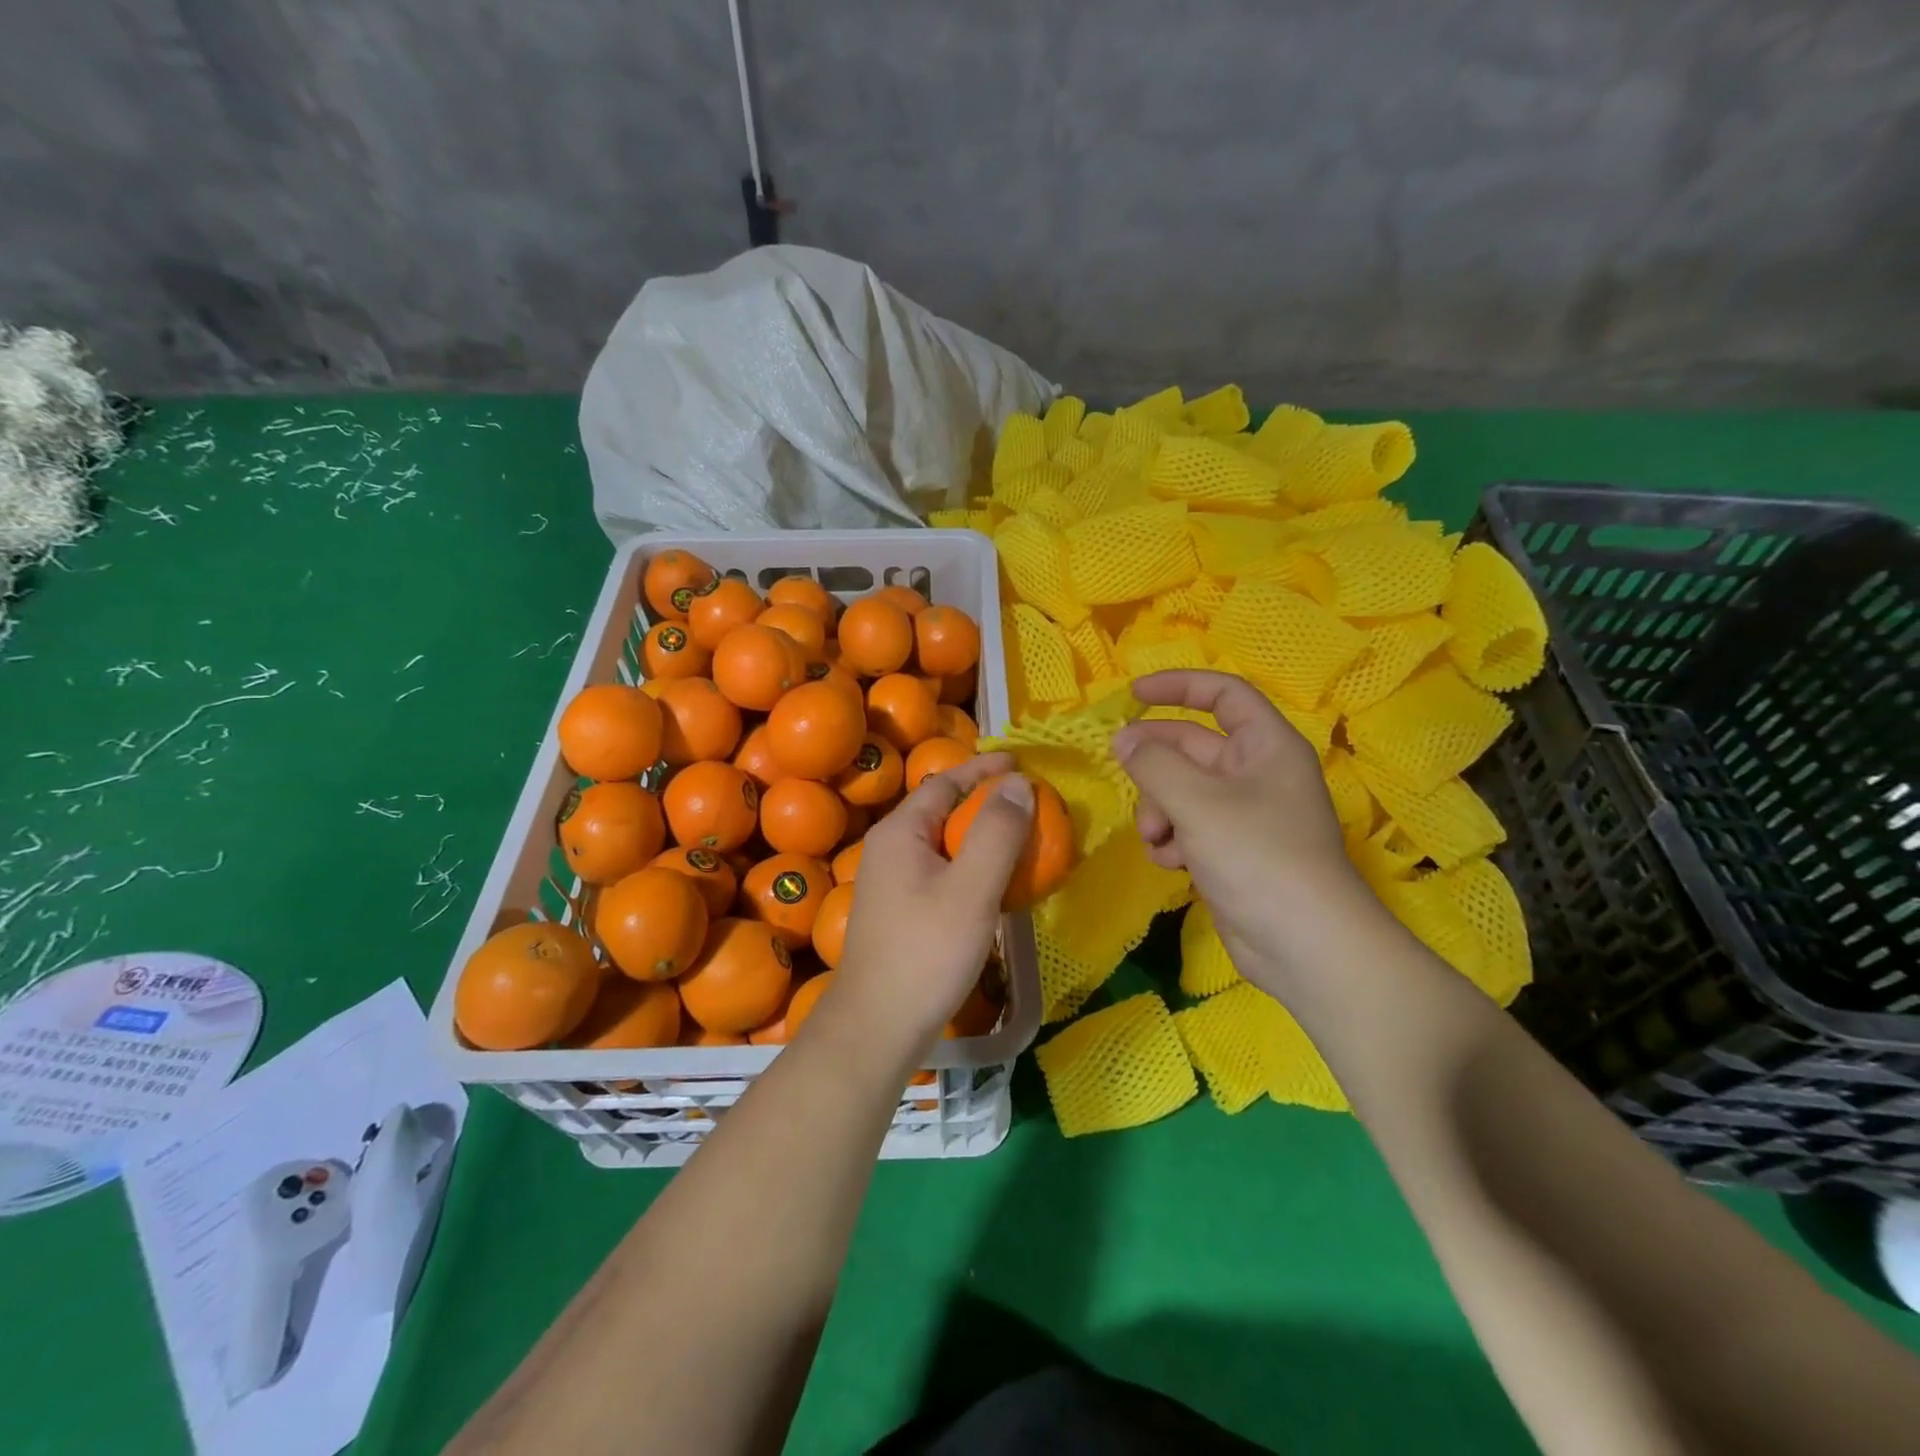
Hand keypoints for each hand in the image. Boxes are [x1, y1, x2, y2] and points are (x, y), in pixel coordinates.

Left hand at [821, 751, 1032, 1057]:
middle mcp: (890, 847)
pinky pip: (942, 870)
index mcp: (900, 831)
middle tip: (1030, 804)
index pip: (945, 781)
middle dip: (986, 801)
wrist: (877, 1027)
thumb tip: (1018, 783)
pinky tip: (996, 883)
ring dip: (982, 834)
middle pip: (943, 808)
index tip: (1023, 765)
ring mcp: (892, 880)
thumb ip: (996, 832)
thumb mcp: (971, 888)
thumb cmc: (926, 952)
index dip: (984, 769)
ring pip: (944, 841)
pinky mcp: (901, 909)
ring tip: (1022, 838)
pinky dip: (972, 865)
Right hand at [1113, 670, 1371, 985]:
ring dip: (1158, 809)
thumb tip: (1123, 740)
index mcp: (1265, 746)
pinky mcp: (1229, 851)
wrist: (1303, 944)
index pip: (1223, 695)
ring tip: (1158, 837)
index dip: (1179, 686)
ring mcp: (1242, 815)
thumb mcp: (1197, 801)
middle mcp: (1255, 774)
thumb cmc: (1257, 855)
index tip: (1133, 693)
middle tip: (1123, 768)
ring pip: (1180, 791)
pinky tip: (1170, 862)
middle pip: (1190, 747)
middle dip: (1156, 763)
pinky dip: (1171, 840)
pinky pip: (1187, 828)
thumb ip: (1153, 763)